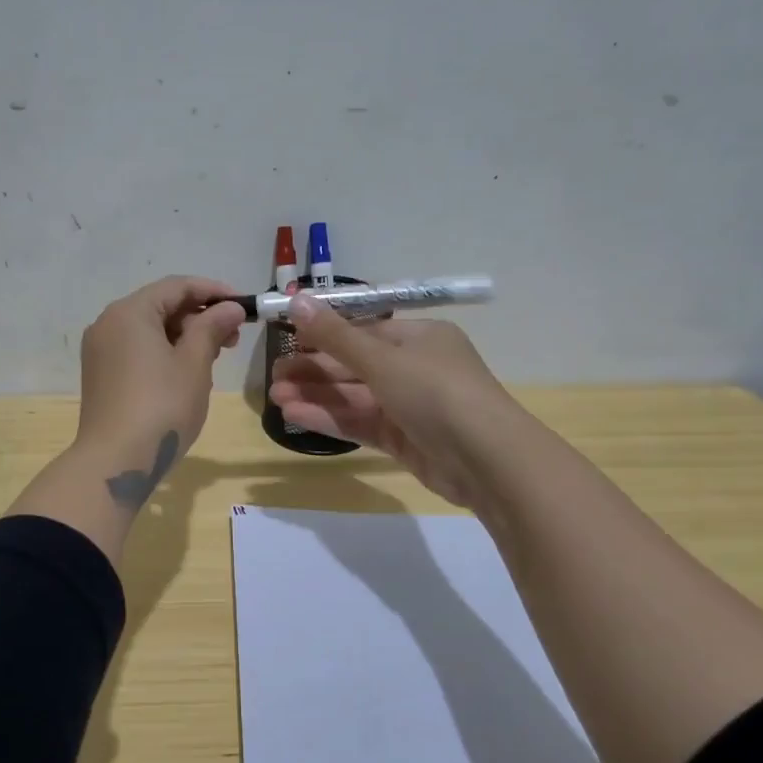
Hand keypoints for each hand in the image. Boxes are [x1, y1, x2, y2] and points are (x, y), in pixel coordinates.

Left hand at [75, 276, 246, 485]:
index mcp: (129, 312)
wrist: (115, 461)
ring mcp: (100, 350)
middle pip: (161, 306)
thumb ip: (212, 328)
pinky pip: (137, 350)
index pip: (177, 286)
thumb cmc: (161, 407)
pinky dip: (164, 353)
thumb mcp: (194, 364)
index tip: (244, 305)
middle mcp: (108, 323)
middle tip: (234, 338)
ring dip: (184, 337)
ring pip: (150, 330)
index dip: (214, 291)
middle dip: (200, 317)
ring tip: (214, 359)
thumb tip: (230, 307)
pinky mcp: (100, 375)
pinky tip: (187, 374)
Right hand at [268, 296, 517, 510]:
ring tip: (276, 398)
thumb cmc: (436, 393)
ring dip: (317, 396)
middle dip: (314, 370)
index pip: (364, 331)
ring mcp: (410, 407)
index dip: (324, 334)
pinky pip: (362, 424)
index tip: (287, 340)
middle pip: (356, 365)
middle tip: (274, 377)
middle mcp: (416, 368)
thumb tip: (296, 301)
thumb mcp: (382, 359)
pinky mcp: (405, 440)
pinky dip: (331, 419)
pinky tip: (296, 416)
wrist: (488, 461)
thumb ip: (335, 336)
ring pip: (355, 397)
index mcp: (419, 338)